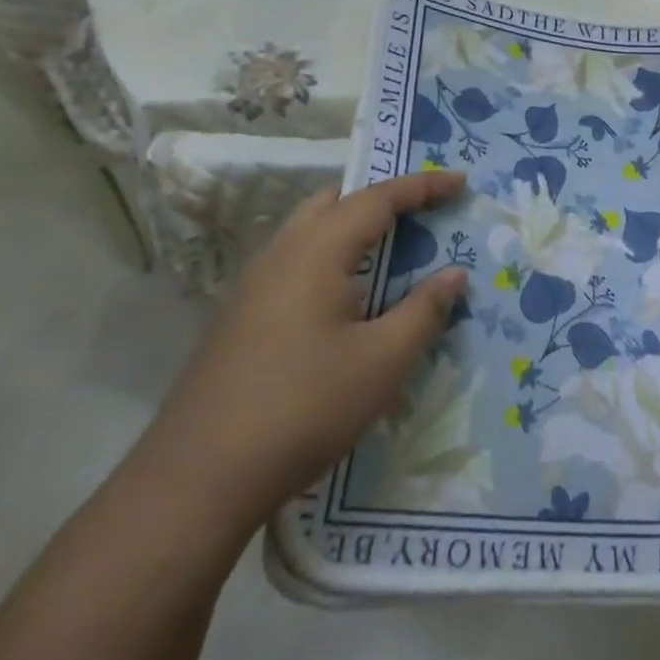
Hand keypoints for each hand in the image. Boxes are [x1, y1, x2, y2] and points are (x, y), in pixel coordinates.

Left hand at [146, 171, 469, 528]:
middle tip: (423, 212)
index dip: (422, 186)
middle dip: (382, 198)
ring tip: (394, 250)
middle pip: (336, 202)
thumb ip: (423, 311)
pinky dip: (334, 257)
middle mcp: (281, 253)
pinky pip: (298, 263)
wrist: (199, 478)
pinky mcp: (243, 316)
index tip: (460, 181)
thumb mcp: (381, 361)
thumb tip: (454, 275)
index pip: (377, 198)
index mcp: (316, 250)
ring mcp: (255, 285)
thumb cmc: (304, 407)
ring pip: (311, 232)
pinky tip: (349, 298)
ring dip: (355, 229)